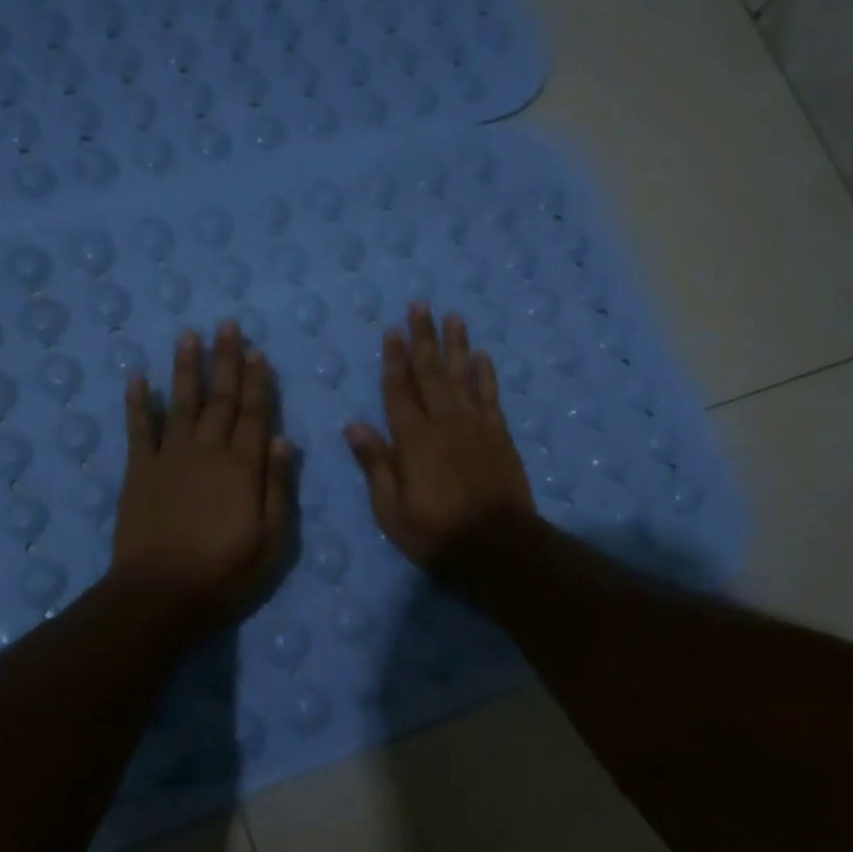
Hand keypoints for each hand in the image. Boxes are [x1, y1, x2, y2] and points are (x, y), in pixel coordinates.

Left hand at [114, 321, 293, 621]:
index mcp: (242, 467)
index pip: (254, 414)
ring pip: (181, 402)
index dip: (257, 381)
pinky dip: (138, 402)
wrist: (160, 595)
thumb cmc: (225, 573)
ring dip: (186, 368)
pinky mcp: (138, 472)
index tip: (258, 351)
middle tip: (227, 325)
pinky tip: (138, 377)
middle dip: (225, 360)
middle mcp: (207, 451)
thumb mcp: (272, 539)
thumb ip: (278, 486)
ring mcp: (169, 458)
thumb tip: (284, 438)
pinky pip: (138, 429)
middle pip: (220, 398)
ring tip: (189, 335)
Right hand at [345, 303, 534, 565]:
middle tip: (421, 305)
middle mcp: (444, 422)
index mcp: (413, 440)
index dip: (393, 359)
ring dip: (456, 344)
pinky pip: (490, 395)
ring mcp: (476, 426)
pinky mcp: (499, 435)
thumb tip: (353, 426)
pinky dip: (486, 373)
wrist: (498, 546)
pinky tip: (482, 355)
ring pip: (463, 375)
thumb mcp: (391, 510)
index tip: (392, 330)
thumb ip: (376, 465)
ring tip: (453, 316)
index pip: (399, 390)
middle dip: (423, 337)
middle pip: (431, 372)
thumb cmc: (436, 533)